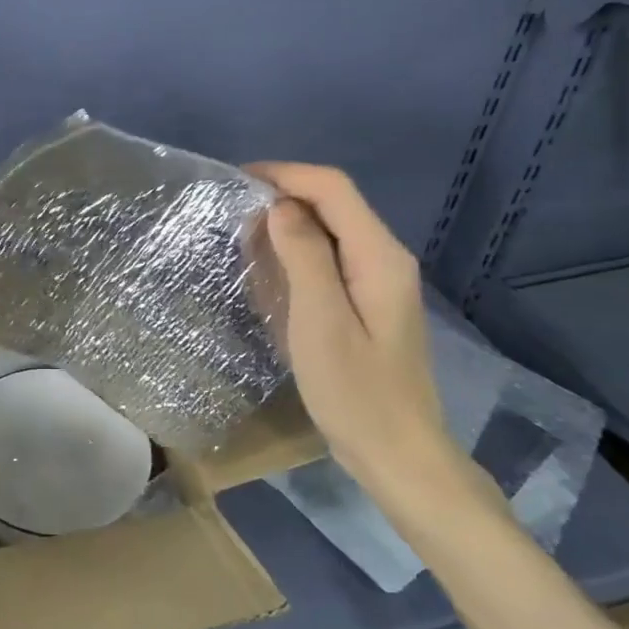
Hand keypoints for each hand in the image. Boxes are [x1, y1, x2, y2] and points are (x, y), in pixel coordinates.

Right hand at [246, 162, 480, 512]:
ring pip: (330, 230)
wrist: (398, 453)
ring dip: (287, 224)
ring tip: (241, 237)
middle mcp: (384, 258)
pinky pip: (330, 259)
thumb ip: (304, 257)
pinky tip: (269, 271)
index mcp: (379, 256)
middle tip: (231, 213)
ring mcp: (379, 281)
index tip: (236, 181)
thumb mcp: (321, 322)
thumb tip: (280, 207)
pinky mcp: (368, 302)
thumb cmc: (356, 392)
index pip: (332, 188)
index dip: (285, 174)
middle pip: (333, 204)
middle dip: (282, 196)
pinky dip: (296, 253)